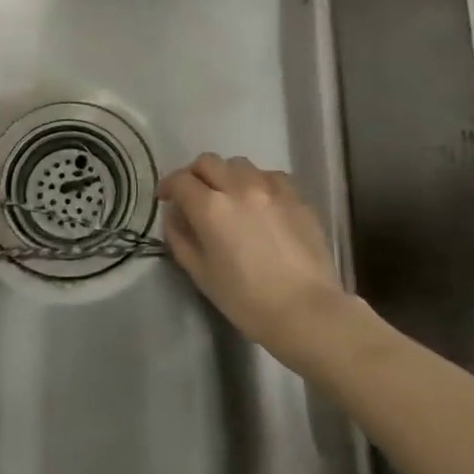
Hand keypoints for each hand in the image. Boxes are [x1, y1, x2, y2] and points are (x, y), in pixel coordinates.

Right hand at [159, 154, 347, 364]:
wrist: (306, 311)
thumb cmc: (247, 300)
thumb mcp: (201, 274)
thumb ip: (180, 238)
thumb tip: (175, 216)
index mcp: (210, 207)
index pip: (180, 180)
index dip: (168, 186)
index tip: (166, 198)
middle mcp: (239, 187)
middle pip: (207, 162)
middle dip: (194, 175)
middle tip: (194, 196)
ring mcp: (271, 187)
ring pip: (239, 164)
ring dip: (226, 175)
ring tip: (229, 197)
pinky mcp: (296, 196)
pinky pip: (270, 175)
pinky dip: (257, 182)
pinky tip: (261, 203)